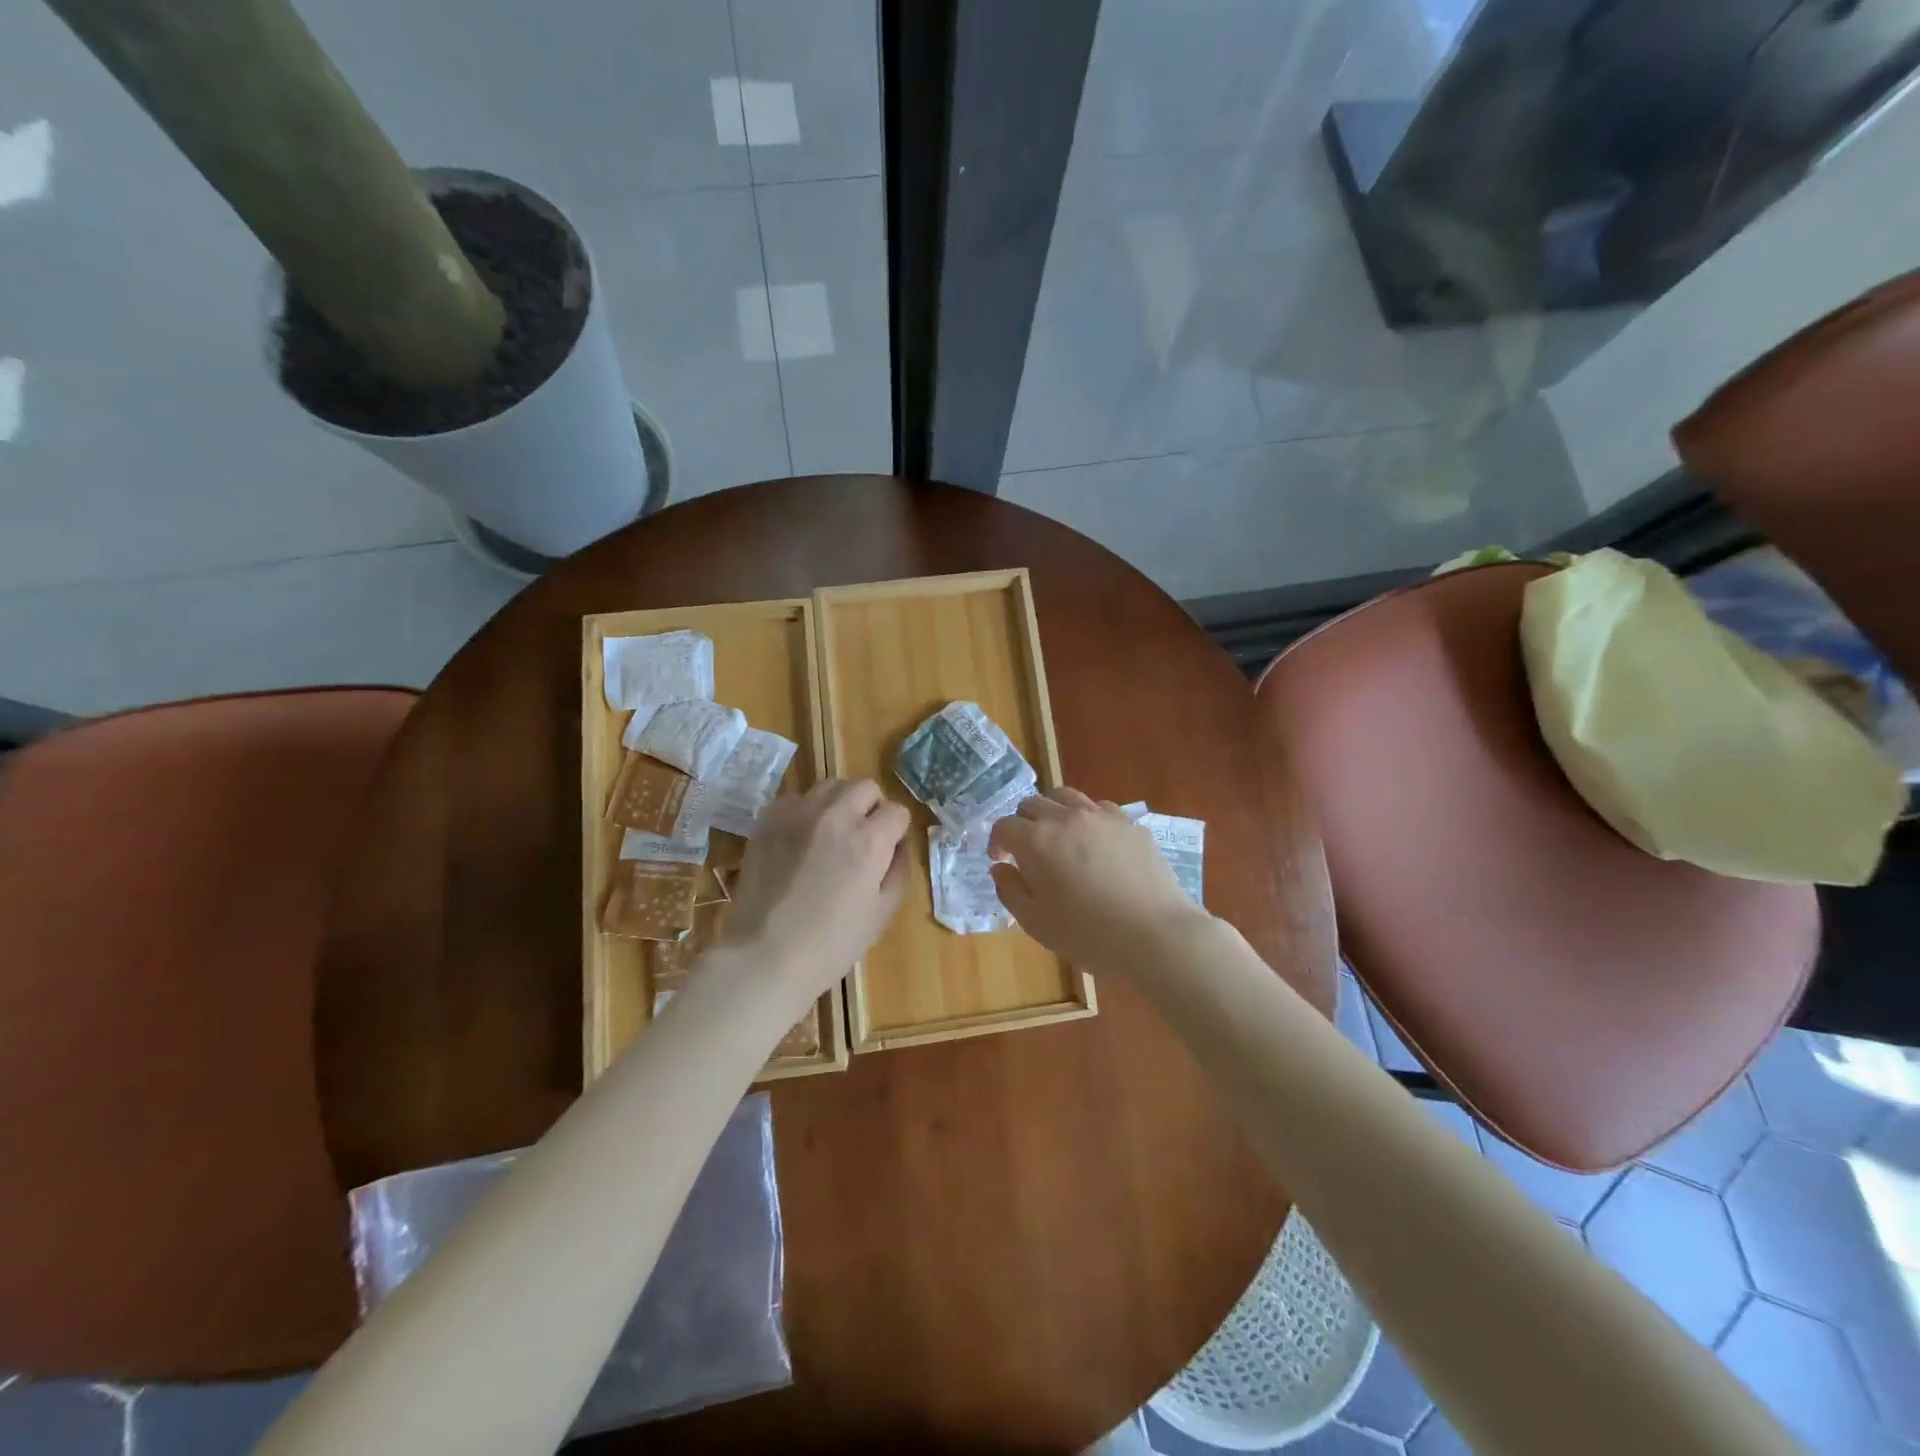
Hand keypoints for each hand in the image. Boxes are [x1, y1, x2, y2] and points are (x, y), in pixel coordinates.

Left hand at [719, 779, 910, 1002]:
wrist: (765, 954)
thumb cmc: (832, 943)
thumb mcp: (882, 913)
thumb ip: (899, 870)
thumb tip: (898, 845)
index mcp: (869, 840)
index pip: (897, 811)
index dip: (896, 831)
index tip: (887, 851)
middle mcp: (835, 815)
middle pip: (865, 787)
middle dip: (871, 808)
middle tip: (862, 838)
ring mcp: (798, 813)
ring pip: (830, 786)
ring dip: (839, 804)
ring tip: (831, 834)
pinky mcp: (768, 819)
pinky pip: (796, 798)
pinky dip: (805, 811)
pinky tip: (800, 839)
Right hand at [989, 788, 1206, 973]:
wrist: (1154, 934)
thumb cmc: (1087, 935)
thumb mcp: (1036, 922)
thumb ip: (1010, 891)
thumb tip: (1001, 868)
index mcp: (1036, 841)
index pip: (1004, 826)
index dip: (997, 842)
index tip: (1001, 860)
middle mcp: (1066, 817)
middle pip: (1032, 804)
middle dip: (1023, 823)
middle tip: (1028, 849)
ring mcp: (1101, 816)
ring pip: (1066, 797)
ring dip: (1053, 812)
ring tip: (1060, 836)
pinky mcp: (1129, 823)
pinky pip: (1099, 808)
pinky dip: (1087, 818)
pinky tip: (1095, 843)